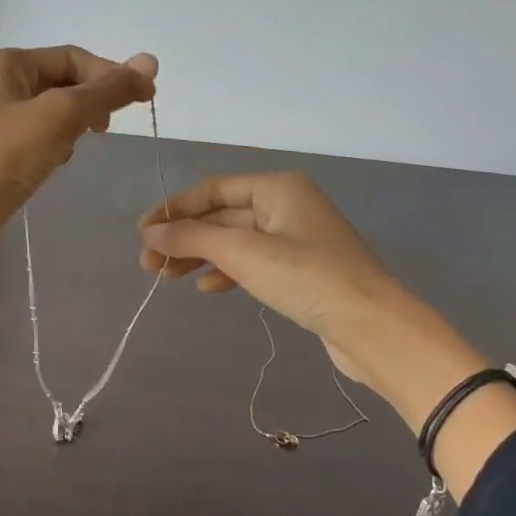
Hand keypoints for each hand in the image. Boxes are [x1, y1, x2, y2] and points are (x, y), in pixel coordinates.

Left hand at [0, 46, 158, 212]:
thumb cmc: (2, 158)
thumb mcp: (60, 115)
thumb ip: (107, 90)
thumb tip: (150, 61)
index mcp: (8, 63)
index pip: (74, 58)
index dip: (112, 75)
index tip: (146, 100)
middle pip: (64, 83)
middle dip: (91, 103)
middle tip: (107, 130)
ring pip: (54, 114)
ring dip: (73, 128)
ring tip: (74, 148)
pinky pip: (40, 140)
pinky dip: (55, 148)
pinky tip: (54, 167)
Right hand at [138, 171, 515, 493]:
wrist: (373, 327)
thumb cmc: (307, 278)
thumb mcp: (243, 253)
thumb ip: (193, 239)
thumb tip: (150, 232)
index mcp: (277, 188)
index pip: (213, 189)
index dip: (174, 209)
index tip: (142, 234)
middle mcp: (286, 205)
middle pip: (222, 216)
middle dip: (184, 238)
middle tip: (148, 266)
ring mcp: (295, 239)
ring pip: (234, 241)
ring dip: (200, 257)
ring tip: (168, 278)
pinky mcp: (300, 270)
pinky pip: (252, 262)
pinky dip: (227, 272)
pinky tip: (208, 289)